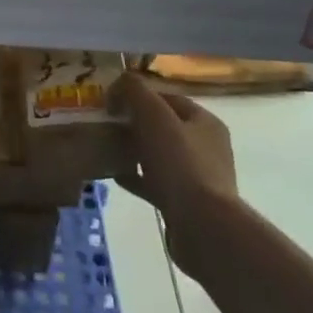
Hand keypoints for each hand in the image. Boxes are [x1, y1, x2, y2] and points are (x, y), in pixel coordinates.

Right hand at [113, 73, 237, 260]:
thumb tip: (118, 83)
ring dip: (134, 151)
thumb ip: (135, 92)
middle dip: (134, 123)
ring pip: (159, 155)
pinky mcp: (186, 203)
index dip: (138, 95)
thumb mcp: (154, 116)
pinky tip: (116, 176)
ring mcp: (197, 178)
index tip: (111, 101)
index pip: (167, 98)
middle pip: (163, 126)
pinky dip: (137, 177)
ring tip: (107, 149)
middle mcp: (206, 147)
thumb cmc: (180, 165)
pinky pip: (156, 183)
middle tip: (106, 125)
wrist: (203, 228)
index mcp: (205, 122)